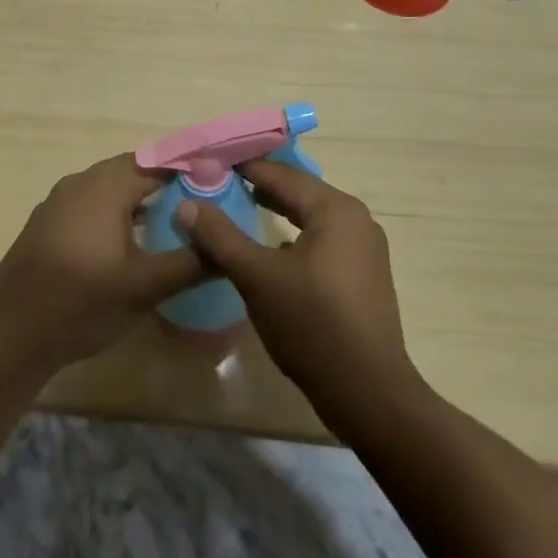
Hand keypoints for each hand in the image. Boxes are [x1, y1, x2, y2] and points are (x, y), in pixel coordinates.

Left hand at [0, 154, 202, 377]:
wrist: (11, 333)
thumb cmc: (82, 303)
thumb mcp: (144, 286)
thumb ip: (190, 263)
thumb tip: (228, 250)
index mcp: (105, 186)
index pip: (157, 163)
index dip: (188, 170)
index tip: (217, 183)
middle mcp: (80, 183)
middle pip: (131, 170)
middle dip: (164, 183)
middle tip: (198, 204)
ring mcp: (58, 202)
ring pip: (108, 188)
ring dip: (138, 199)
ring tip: (170, 221)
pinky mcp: (46, 223)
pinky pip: (90, 204)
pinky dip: (114, 212)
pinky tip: (128, 241)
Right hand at [176, 158, 416, 421]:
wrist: (369, 395)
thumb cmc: (312, 326)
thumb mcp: (257, 277)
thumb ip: (221, 236)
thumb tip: (188, 205)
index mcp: (335, 209)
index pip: (280, 174)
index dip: (243, 167)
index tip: (208, 162)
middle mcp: (355, 219)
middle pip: (298, 192)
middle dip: (258, 186)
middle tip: (217, 182)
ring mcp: (364, 248)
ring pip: (310, 217)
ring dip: (276, 211)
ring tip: (239, 206)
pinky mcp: (362, 275)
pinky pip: (321, 240)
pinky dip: (293, 236)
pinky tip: (271, 249)